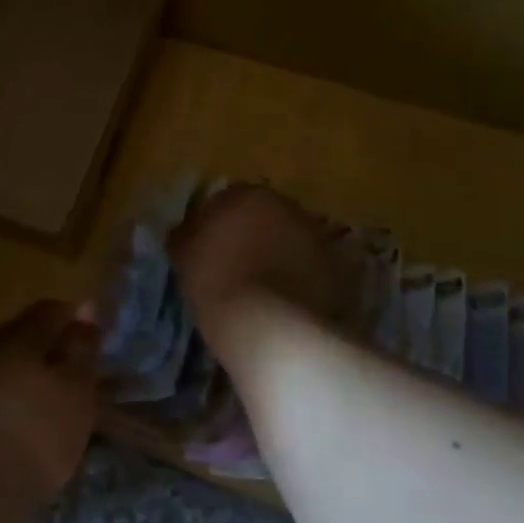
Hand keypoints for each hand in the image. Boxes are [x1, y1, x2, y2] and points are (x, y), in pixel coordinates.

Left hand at [0, 300, 99, 513]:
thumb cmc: (37, 431)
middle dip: (56, 344)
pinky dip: (23, 395)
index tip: (99, 336)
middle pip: (29, 333)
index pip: (51, 310)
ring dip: (39, 372)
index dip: (77, 317)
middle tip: (83, 365)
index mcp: (20, 334)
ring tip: (64, 395)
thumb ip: (83, 347)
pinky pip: (3, 388)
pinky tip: (37, 416)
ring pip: (14, 362)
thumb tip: (87, 309)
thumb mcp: (76, 388)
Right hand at [170, 183, 363, 329]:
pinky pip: (310, 272)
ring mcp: (318, 238)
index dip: (217, 225)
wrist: (273, 328)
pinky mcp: (339, 272)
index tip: (208, 250)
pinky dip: (300, 282)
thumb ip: (185, 235)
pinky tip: (284, 306)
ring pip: (290, 243)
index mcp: (249, 194)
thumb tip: (185, 231)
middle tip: (235, 268)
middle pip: (265, 218)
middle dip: (253, 237)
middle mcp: (288, 207)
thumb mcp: (185, 256)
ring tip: (261, 292)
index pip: (228, 200)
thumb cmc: (219, 282)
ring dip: (279, 258)